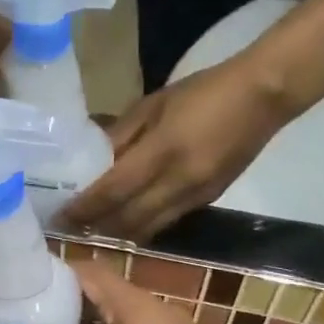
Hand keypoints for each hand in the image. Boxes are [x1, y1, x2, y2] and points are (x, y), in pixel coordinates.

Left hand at [61, 55, 294, 239]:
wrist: (263, 96)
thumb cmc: (202, 92)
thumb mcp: (152, 105)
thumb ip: (121, 135)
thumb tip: (92, 160)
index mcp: (163, 153)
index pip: (113, 191)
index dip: (84, 208)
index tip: (60, 216)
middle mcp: (180, 183)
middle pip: (129, 220)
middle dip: (97, 227)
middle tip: (71, 227)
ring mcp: (197, 196)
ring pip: (149, 228)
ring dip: (120, 231)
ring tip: (94, 227)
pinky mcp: (209, 200)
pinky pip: (167, 221)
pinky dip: (143, 224)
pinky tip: (128, 218)